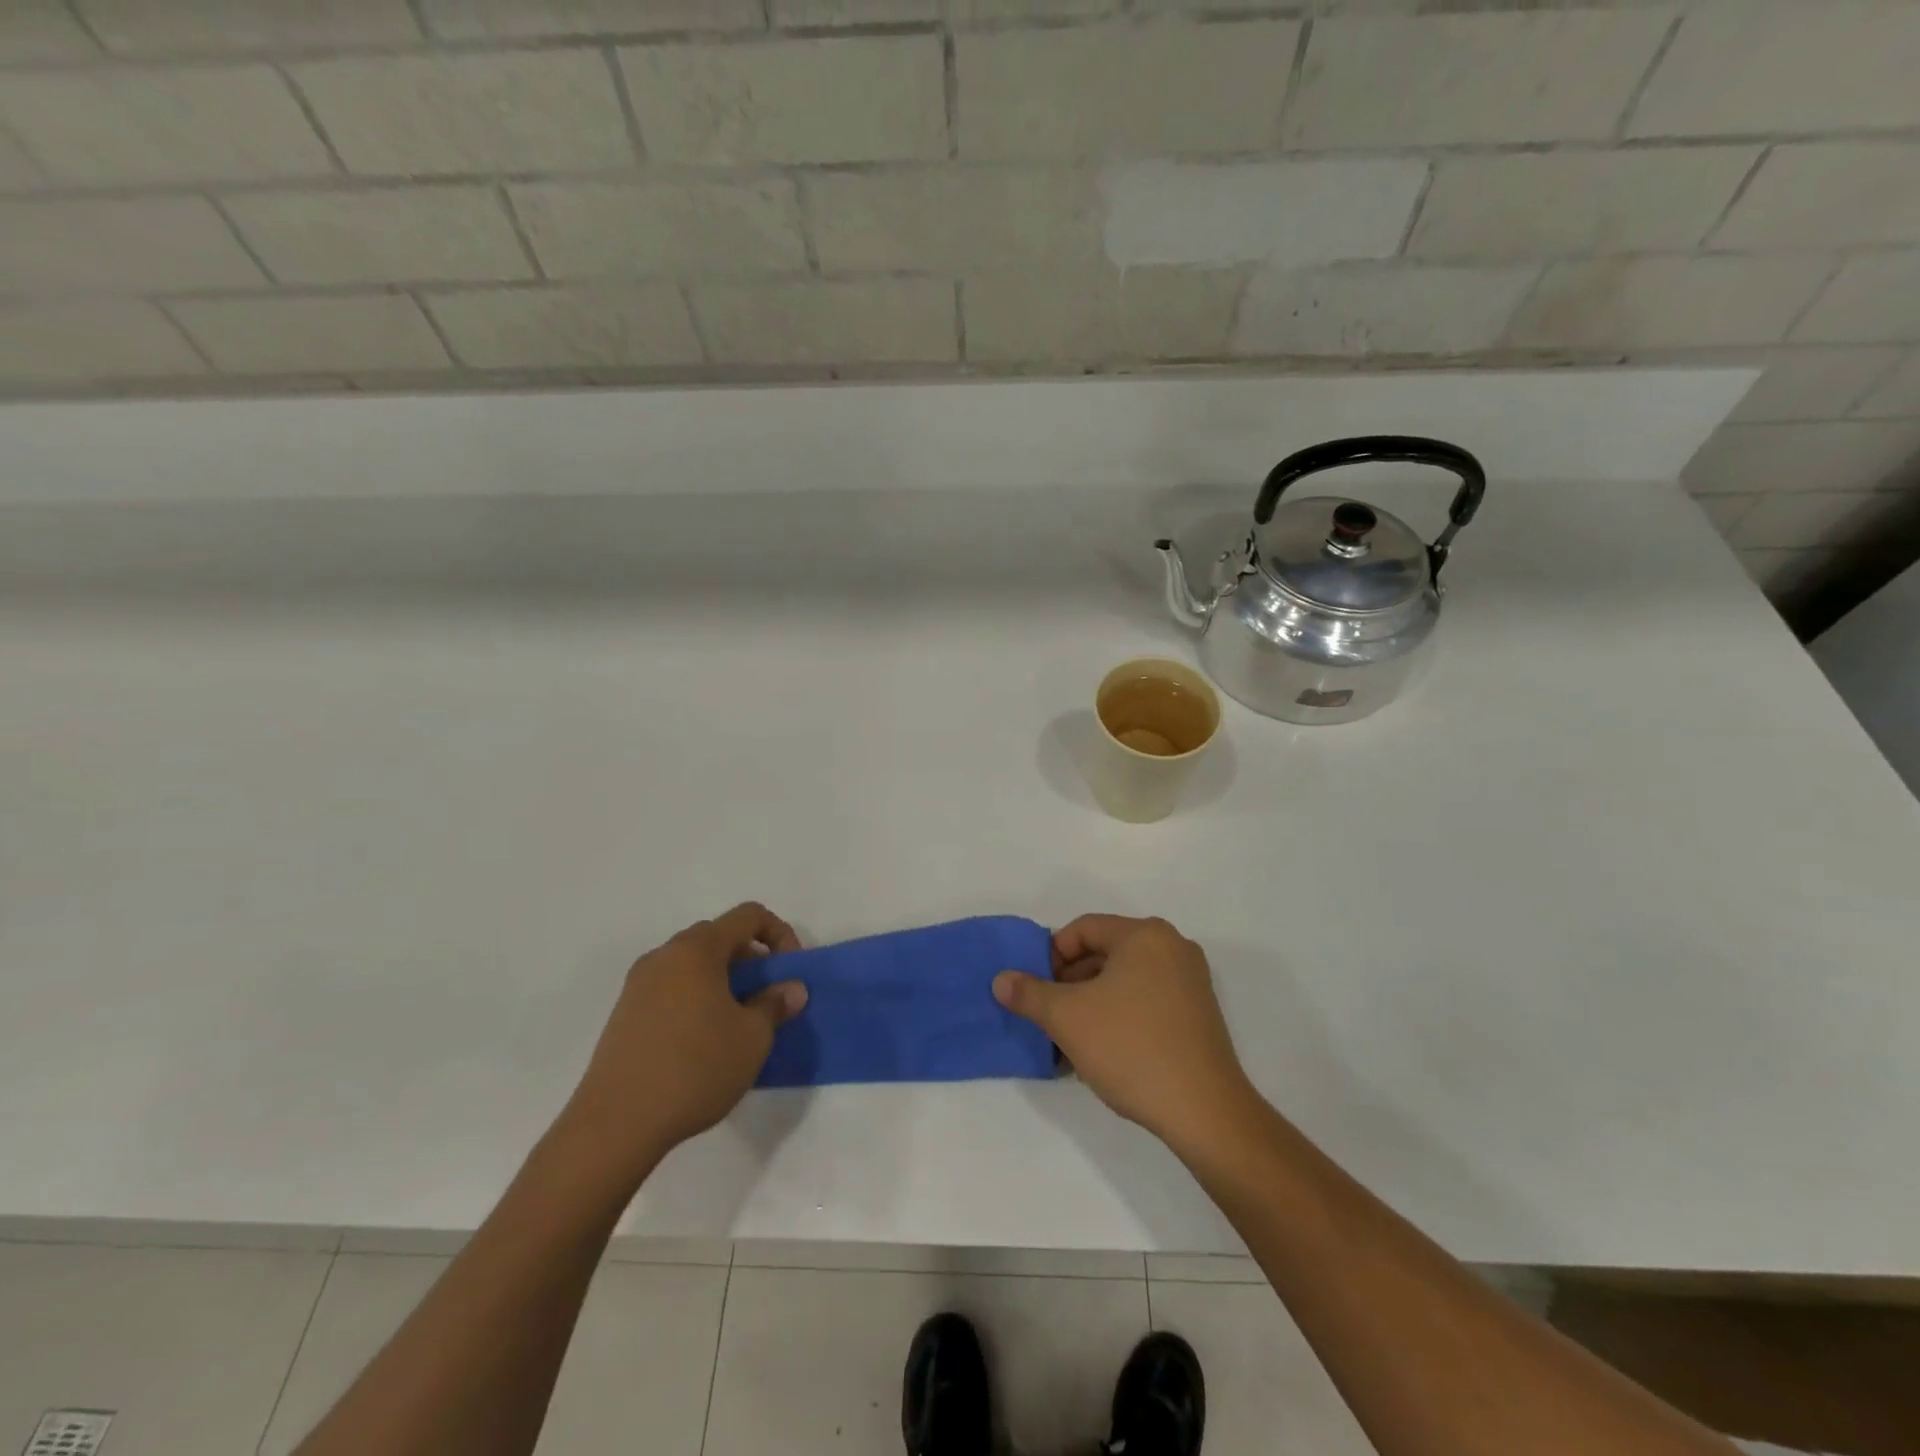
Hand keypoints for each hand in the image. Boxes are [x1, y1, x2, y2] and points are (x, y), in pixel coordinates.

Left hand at [560, 902, 806, 1183]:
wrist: (615, 1124)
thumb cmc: (695, 1069)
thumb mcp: (752, 1038)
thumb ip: (776, 1005)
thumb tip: (791, 989)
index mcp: (697, 949)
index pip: (748, 915)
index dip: (779, 934)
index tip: (789, 970)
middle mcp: (665, 955)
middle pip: (718, 937)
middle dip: (751, 959)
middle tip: (766, 997)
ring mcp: (639, 984)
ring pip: (693, 964)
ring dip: (723, 980)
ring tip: (737, 1022)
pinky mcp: (624, 1013)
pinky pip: (671, 987)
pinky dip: (696, 998)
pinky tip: (703, 1041)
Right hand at [993, 915, 1258, 1154]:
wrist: (1204, 1112)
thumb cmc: (1131, 1048)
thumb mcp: (1068, 1018)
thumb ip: (1029, 993)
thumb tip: (1001, 980)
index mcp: (1145, 935)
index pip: (1083, 929)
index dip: (1051, 956)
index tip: (1035, 990)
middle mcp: (1172, 947)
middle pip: (1104, 952)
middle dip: (1069, 983)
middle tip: (1048, 1016)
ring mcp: (1190, 981)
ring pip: (1123, 980)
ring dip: (1090, 1003)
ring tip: (1070, 1040)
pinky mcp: (1198, 1014)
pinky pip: (1145, 1000)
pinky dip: (1118, 1016)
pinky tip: (1101, 1051)